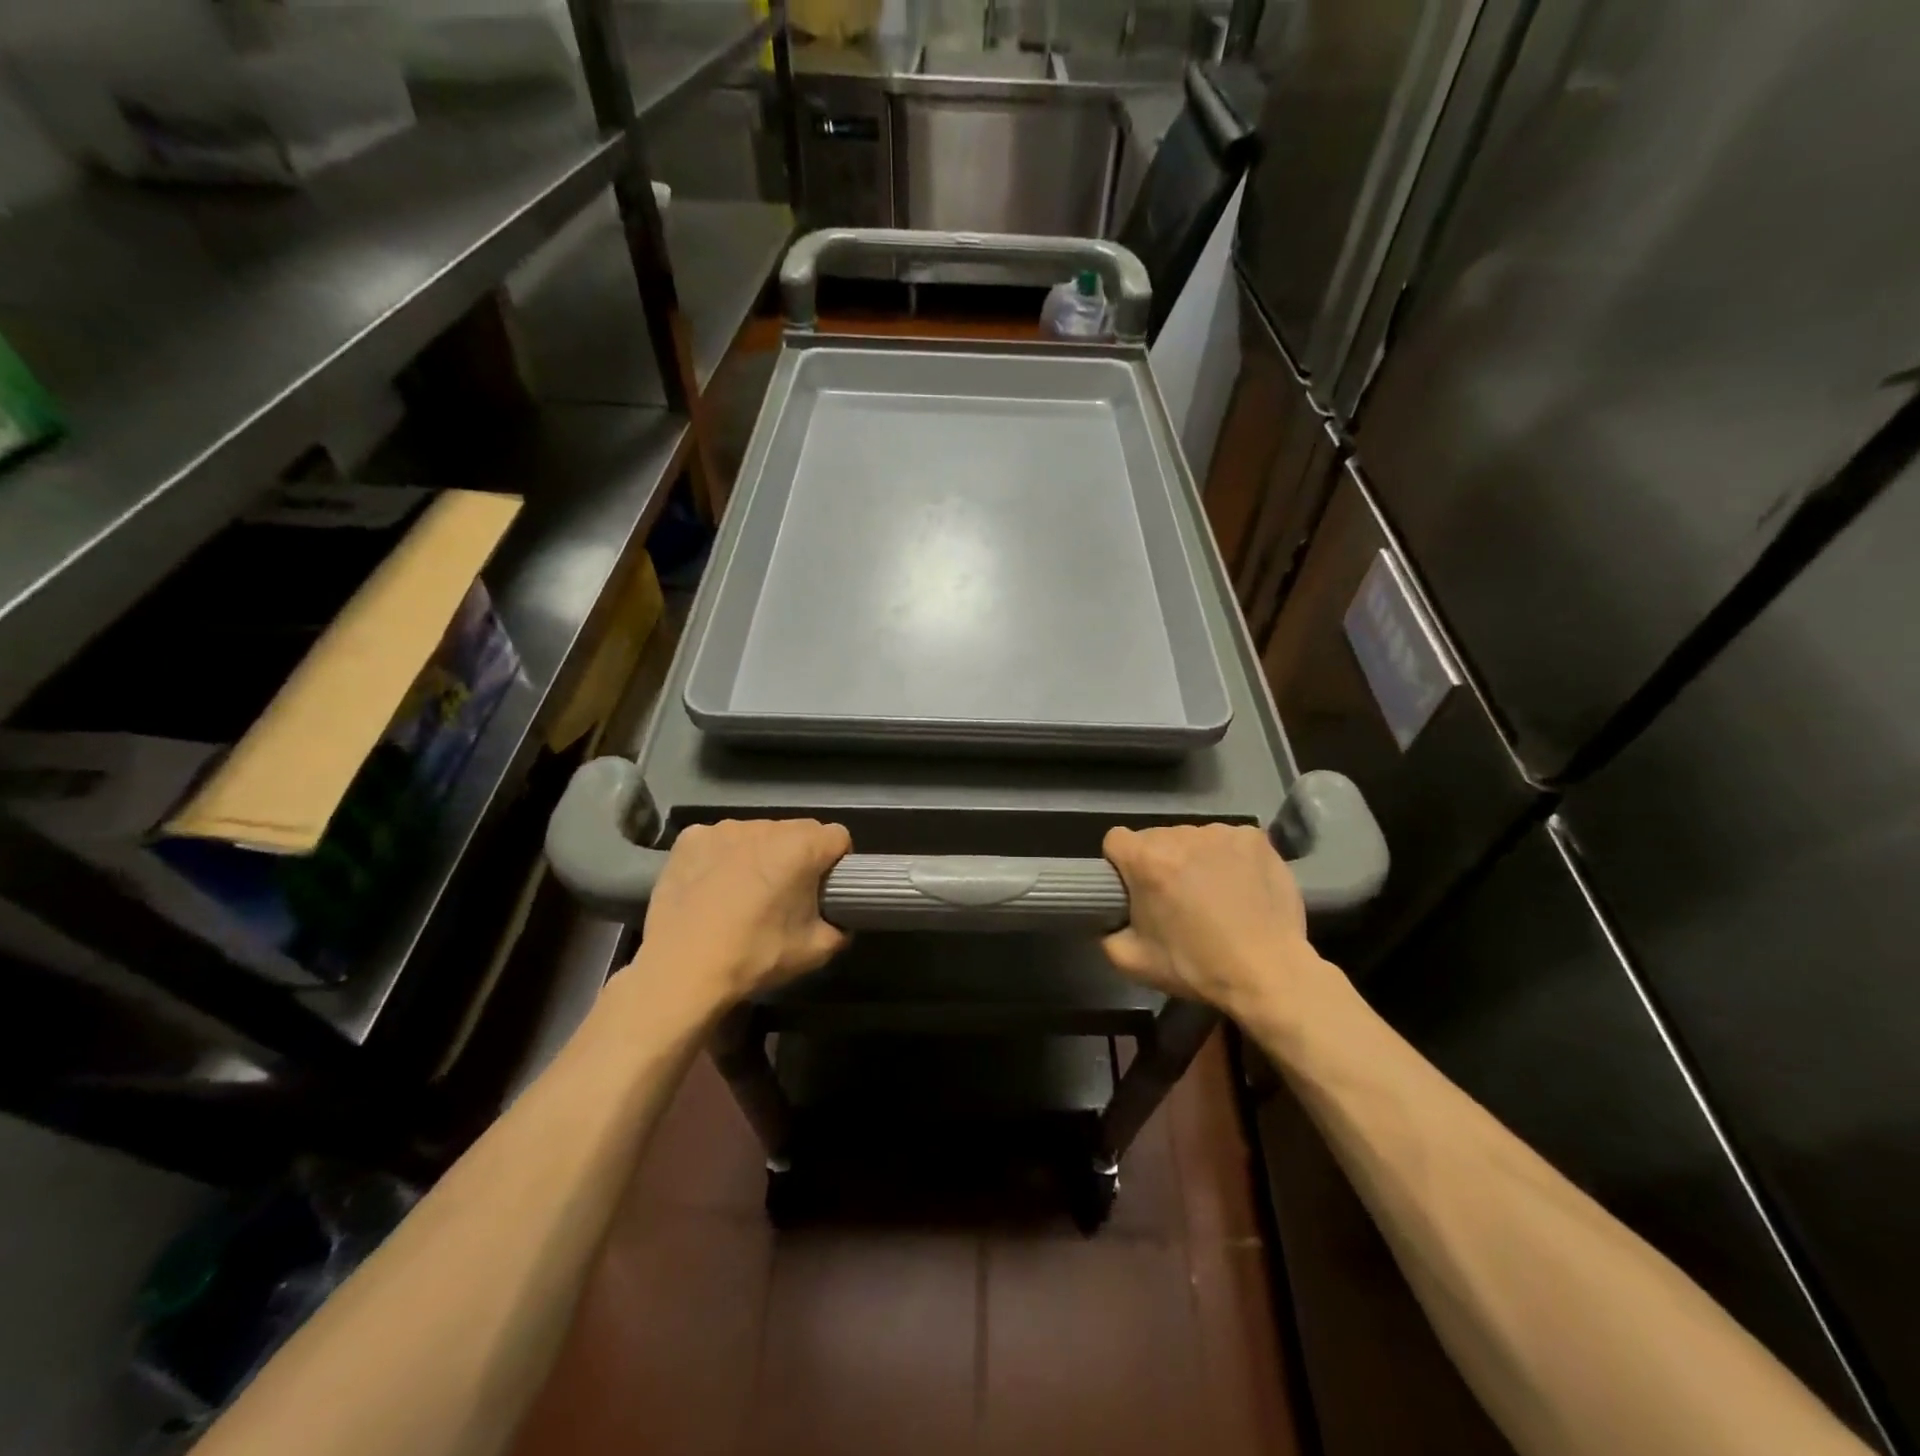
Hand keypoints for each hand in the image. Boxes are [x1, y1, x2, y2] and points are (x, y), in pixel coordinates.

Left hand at [636, 818, 851, 1005]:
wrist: (681, 969)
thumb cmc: (755, 955)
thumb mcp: (816, 951)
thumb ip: (840, 928)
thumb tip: (841, 922)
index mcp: (802, 846)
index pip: (838, 837)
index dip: (837, 862)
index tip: (825, 888)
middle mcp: (765, 826)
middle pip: (797, 831)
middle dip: (798, 856)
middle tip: (786, 894)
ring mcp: (724, 828)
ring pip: (758, 834)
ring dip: (760, 854)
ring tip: (744, 892)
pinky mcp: (690, 838)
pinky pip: (720, 840)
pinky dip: (723, 856)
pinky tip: (712, 886)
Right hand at [1101, 824, 1322, 1021]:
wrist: (1269, 974)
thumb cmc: (1196, 967)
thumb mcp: (1132, 962)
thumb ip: (1106, 934)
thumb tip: (1108, 920)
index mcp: (1146, 860)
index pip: (1115, 840)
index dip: (1121, 864)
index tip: (1135, 888)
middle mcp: (1180, 835)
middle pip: (1156, 839)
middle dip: (1160, 862)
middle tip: (1177, 898)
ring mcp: (1220, 832)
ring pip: (1193, 838)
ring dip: (1195, 859)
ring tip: (1214, 894)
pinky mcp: (1254, 838)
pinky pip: (1228, 840)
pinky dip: (1229, 858)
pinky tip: (1240, 885)